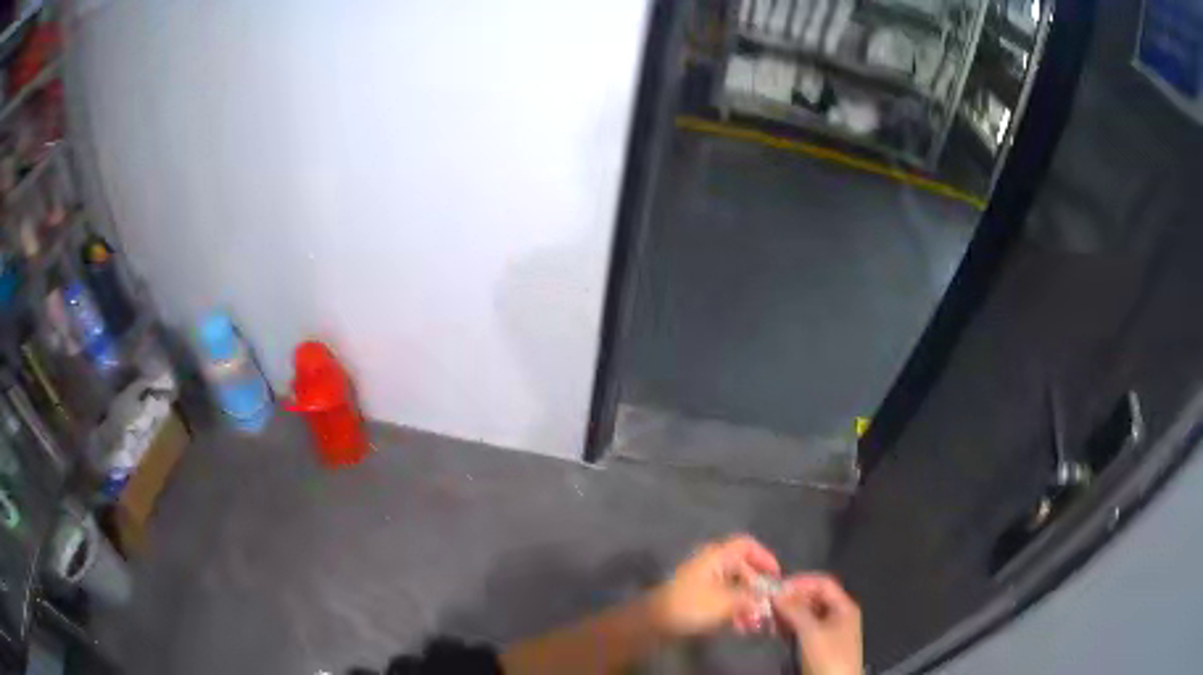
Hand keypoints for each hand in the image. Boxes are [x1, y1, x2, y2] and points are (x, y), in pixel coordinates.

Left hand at [648, 534, 780, 637]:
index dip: (764, 557)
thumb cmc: (691, 605)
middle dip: (758, 589)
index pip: (746, 545)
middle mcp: (711, 565)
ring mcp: (703, 582)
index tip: (776, 576)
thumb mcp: (727, 601)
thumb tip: (769, 598)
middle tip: (768, 608)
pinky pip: (724, 600)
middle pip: (743, 569)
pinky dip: (735, 611)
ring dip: (748, 604)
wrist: (653, 623)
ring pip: (734, 588)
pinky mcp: (697, 599)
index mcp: (717, 556)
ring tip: (755, 624)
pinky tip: (741, 628)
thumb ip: (751, 597)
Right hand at [772, 574, 862, 674]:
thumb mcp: (812, 631)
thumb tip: (777, 593)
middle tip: (768, 601)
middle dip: (791, 598)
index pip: (822, 584)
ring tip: (767, 614)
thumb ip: (795, 610)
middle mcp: (838, 615)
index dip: (801, 582)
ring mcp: (828, 631)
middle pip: (814, 598)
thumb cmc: (829, 656)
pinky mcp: (818, 645)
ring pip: (806, 614)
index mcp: (844, 607)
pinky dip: (789, 626)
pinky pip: (803, 628)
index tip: (777, 586)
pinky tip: (775, 628)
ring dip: (788, 613)